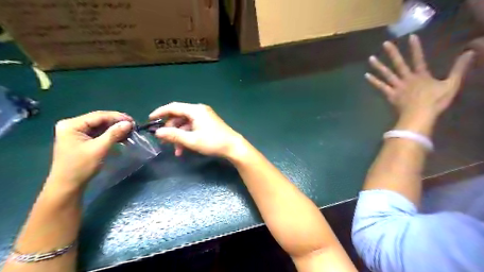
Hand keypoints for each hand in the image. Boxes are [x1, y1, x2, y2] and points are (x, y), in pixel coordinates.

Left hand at [47, 111, 131, 190]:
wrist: (68, 186)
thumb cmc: (81, 166)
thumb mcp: (99, 149)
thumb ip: (114, 134)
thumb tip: (129, 123)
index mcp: (72, 124)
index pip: (99, 116)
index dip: (117, 117)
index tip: (133, 121)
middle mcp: (73, 125)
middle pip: (100, 120)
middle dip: (117, 123)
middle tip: (133, 127)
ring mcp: (77, 133)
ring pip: (101, 127)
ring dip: (116, 130)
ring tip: (130, 133)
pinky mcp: (82, 140)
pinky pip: (99, 134)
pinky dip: (111, 135)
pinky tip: (122, 138)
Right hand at [150, 103, 246, 158]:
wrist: (233, 147)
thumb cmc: (213, 142)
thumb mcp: (192, 140)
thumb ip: (174, 135)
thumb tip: (157, 132)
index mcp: (195, 110)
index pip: (173, 107)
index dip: (160, 112)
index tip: (150, 120)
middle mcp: (199, 110)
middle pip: (179, 116)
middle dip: (171, 129)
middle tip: (164, 141)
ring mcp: (204, 117)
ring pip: (185, 124)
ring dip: (179, 136)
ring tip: (176, 151)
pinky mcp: (207, 124)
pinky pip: (192, 127)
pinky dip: (187, 136)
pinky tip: (184, 149)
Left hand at [367, 35, 472, 120]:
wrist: (419, 115)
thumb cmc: (436, 101)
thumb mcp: (451, 84)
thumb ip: (459, 68)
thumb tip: (470, 51)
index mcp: (421, 75)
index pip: (418, 58)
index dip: (415, 47)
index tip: (410, 36)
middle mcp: (407, 78)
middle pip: (399, 63)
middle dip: (392, 52)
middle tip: (385, 43)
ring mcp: (397, 87)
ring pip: (386, 74)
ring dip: (378, 66)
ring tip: (371, 58)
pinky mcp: (390, 95)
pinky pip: (380, 87)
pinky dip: (373, 81)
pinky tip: (367, 75)